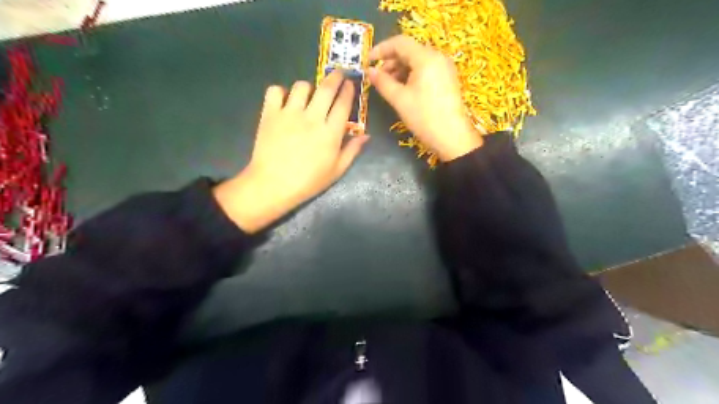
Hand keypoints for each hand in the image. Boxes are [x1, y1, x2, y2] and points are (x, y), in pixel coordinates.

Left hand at [213, 71, 369, 231]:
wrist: (273, 185)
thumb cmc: (308, 181)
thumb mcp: (336, 170)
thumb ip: (352, 151)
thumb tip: (366, 136)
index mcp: (330, 132)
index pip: (343, 103)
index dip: (348, 90)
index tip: (351, 83)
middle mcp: (312, 117)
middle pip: (326, 88)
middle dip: (335, 77)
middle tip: (338, 73)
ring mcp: (289, 113)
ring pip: (301, 86)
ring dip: (309, 87)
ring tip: (308, 95)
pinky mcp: (270, 114)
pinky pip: (275, 91)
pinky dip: (281, 92)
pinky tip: (284, 101)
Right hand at [371, 35, 482, 161]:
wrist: (452, 138)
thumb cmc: (424, 117)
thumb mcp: (400, 100)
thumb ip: (383, 82)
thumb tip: (370, 71)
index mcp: (426, 58)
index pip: (400, 42)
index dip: (381, 49)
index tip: (368, 61)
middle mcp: (437, 57)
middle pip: (409, 50)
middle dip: (390, 61)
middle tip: (377, 77)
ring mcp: (444, 68)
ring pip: (417, 61)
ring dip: (400, 69)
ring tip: (388, 85)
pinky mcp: (447, 79)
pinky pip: (425, 70)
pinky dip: (411, 75)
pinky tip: (402, 89)